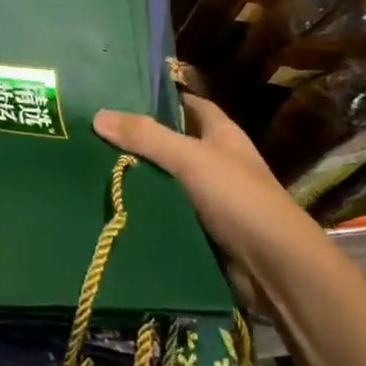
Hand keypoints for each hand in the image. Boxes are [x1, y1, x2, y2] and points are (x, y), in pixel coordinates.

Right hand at [93, 94, 298, 260]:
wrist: (274, 267)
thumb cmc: (238, 198)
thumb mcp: (189, 158)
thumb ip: (146, 136)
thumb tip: (97, 115)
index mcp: (221, 135)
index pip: (189, 105)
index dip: (161, 99)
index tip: (120, 97)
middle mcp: (216, 162)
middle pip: (171, 143)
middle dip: (138, 141)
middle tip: (92, 135)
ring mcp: (209, 198)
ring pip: (165, 181)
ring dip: (137, 179)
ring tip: (90, 169)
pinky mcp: (201, 230)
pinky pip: (166, 214)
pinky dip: (145, 211)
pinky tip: (112, 207)